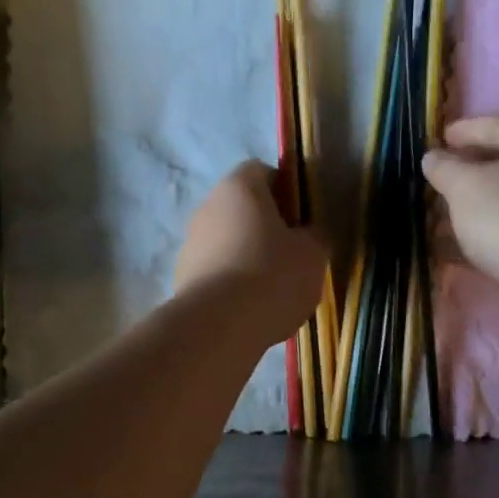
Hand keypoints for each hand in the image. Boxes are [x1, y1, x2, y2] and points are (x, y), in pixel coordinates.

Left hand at [174, 162, 326, 344]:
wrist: (219, 326)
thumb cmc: (272, 275)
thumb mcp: (313, 253)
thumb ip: (315, 235)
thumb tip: (309, 232)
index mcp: (239, 187)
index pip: (263, 171)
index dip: (287, 190)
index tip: (303, 218)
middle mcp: (208, 206)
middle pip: (243, 208)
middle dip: (268, 226)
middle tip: (293, 254)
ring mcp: (190, 242)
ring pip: (228, 240)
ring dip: (249, 255)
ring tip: (274, 288)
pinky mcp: (183, 277)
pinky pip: (216, 270)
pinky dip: (233, 281)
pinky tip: (251, 306)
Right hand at [422, 118, 498, 285]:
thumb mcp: (463, 185)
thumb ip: (444, 168)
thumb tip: (433, 157)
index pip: (494, 126)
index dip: (464, 130)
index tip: (439, 139)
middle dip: (466, 172)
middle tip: (436, 180)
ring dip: (471, 207)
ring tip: (437, 217)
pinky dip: (481, 233)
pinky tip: (452, 246)